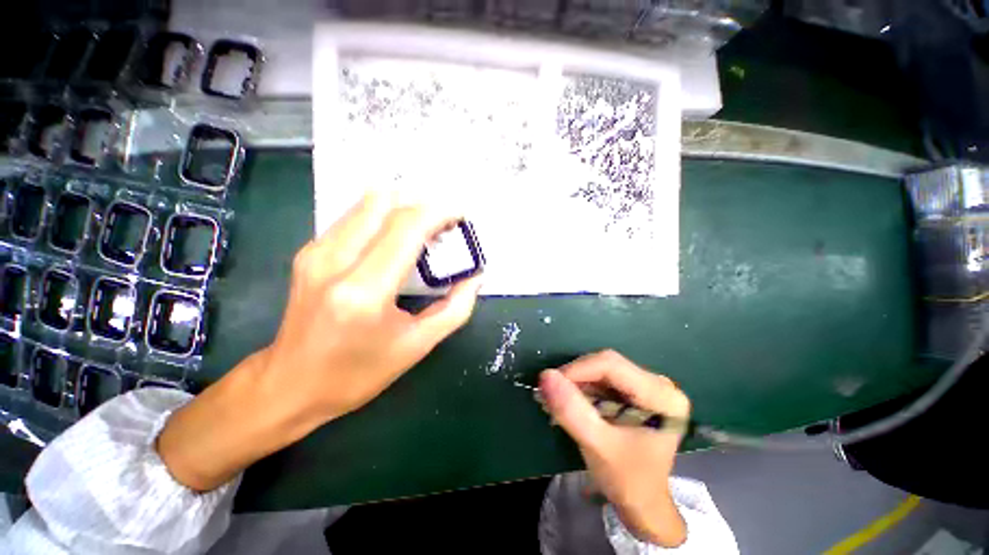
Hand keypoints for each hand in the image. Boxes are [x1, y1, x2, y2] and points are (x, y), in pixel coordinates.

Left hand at [157, 193, 481, 490]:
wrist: (290, 386)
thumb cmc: (357, 373)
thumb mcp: (417, 346)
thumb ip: (455, 309)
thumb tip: (475, 277)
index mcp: (364, 291)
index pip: (407, 227)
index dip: (439, 212)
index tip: (460, 216)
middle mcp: (334, 261)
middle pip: (385, 202)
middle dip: (423, 204)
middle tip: (444, 225)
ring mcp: (316, 252)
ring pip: (368, 202)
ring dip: (404, 207)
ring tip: (425, 231)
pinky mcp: (310, 252)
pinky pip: (355, 216)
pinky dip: (384, 216)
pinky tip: (397, 238)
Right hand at [539, 350, 689, 546]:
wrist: (642, 502)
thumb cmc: (627, 479)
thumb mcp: (598, 446)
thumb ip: (572, 411)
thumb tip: (546, 375)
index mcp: (663, 396)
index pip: (612, 365)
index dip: (577, 369)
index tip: (550, 383)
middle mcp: (659, 384)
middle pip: (608, 364)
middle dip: (576, 377)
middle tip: (552, 393)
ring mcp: (648, 386)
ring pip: (603, 369)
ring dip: (577, 382)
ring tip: (559, 399)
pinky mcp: (636, 391)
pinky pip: (603, 378)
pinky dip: (583, 387)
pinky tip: (572, 401)